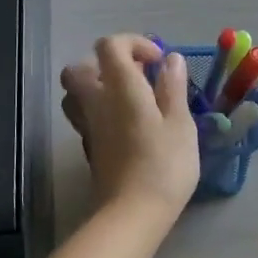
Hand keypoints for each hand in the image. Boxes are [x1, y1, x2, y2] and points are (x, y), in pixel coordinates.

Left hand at [61, 35, 200, 218]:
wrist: (132, 214)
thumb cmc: (164, 165)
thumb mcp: (180, 123)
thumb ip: (173, 88)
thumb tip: (171, 59)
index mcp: (120, 88)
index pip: (109, 46)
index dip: (133, 43)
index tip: (157, 62)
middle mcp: (96, 101)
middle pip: (80, 68)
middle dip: (106, 65)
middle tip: (136, 78)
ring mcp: (88, 126)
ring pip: (76, 94)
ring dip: (98, 88)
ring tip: (130, 100)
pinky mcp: (89, 148)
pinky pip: (85, 117)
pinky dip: (101, 113)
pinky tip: (127, 127)